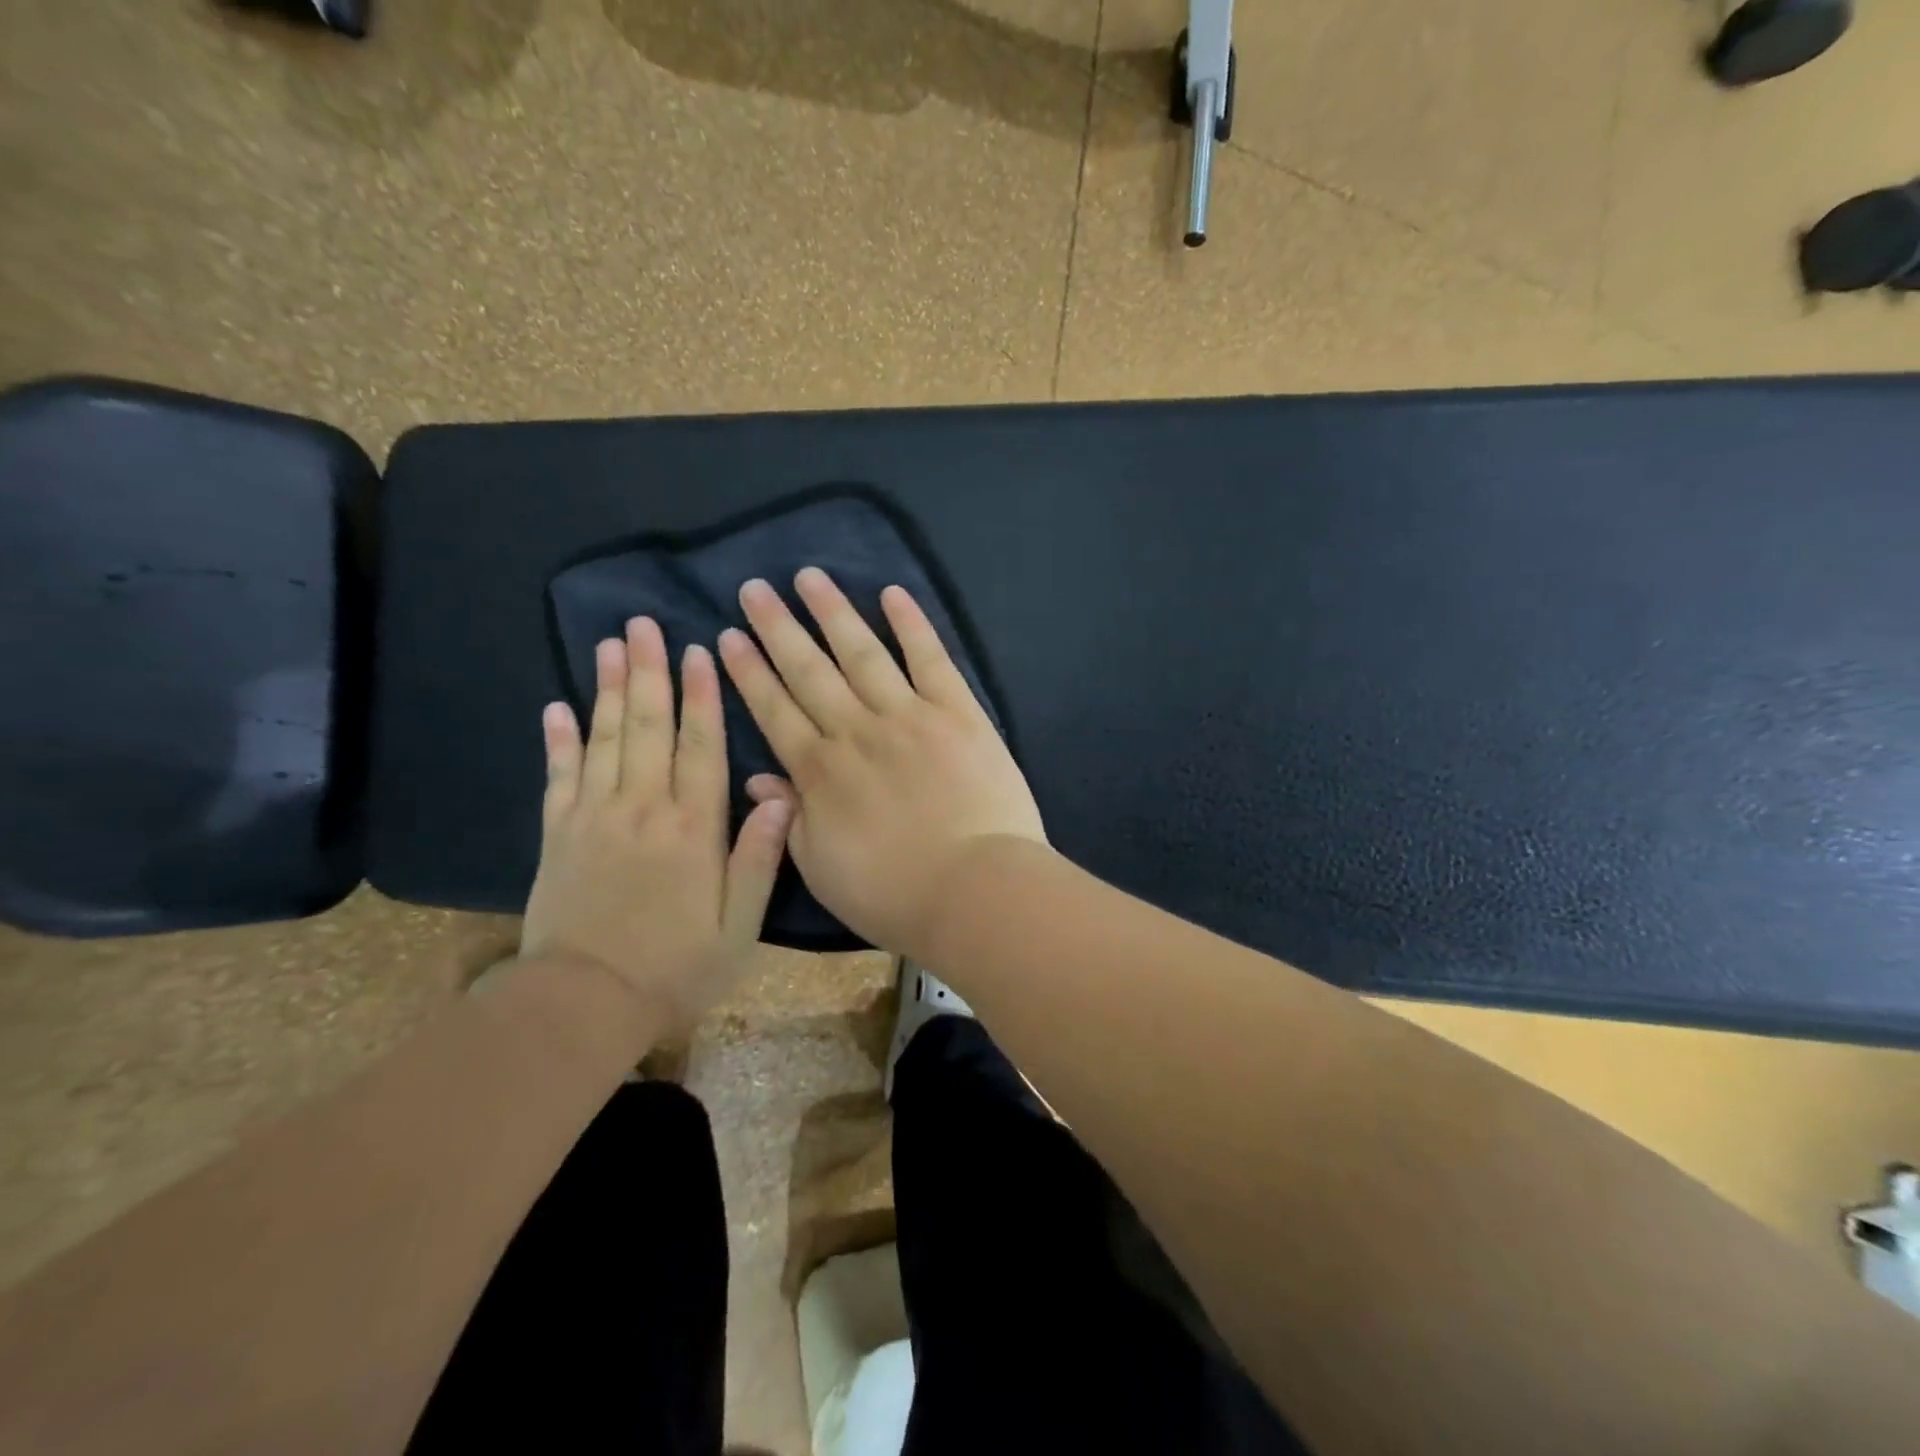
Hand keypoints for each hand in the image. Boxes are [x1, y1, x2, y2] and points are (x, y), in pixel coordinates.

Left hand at [521, 617, 792, 1032]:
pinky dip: (559, 739)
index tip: (700, 651)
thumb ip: (758, 858)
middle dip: (650, 672)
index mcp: (693, 828)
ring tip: (610, 644)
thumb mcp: (738, 925)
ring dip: (608, 689)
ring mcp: (593, 818)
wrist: (584, 1004)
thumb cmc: (676, 967)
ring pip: (603, 739)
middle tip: (644, 624)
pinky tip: (558, 705)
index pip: (701, 747)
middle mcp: (642, 809)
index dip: (703, 697)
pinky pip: (558, 775)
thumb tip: (781, 797)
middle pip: (648, 728)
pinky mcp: (556, 834)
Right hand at [716, 568, 1045, 957]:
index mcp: (819, 771)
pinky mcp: (957, 712)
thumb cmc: (893, 893)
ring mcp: (908, 715)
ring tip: (808, 577)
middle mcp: (856, 731)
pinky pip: (930, 659)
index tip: (727, 638)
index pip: (774, 710)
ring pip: (862, 652)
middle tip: (754, 589)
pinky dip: (911, 624)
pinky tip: (891, 594)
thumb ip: (789, 818)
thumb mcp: (820, 868)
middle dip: (778, 628)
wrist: (974, 889)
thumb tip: (758, 779)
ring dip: (833, 612)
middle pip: (809, 670)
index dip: (749, 673)